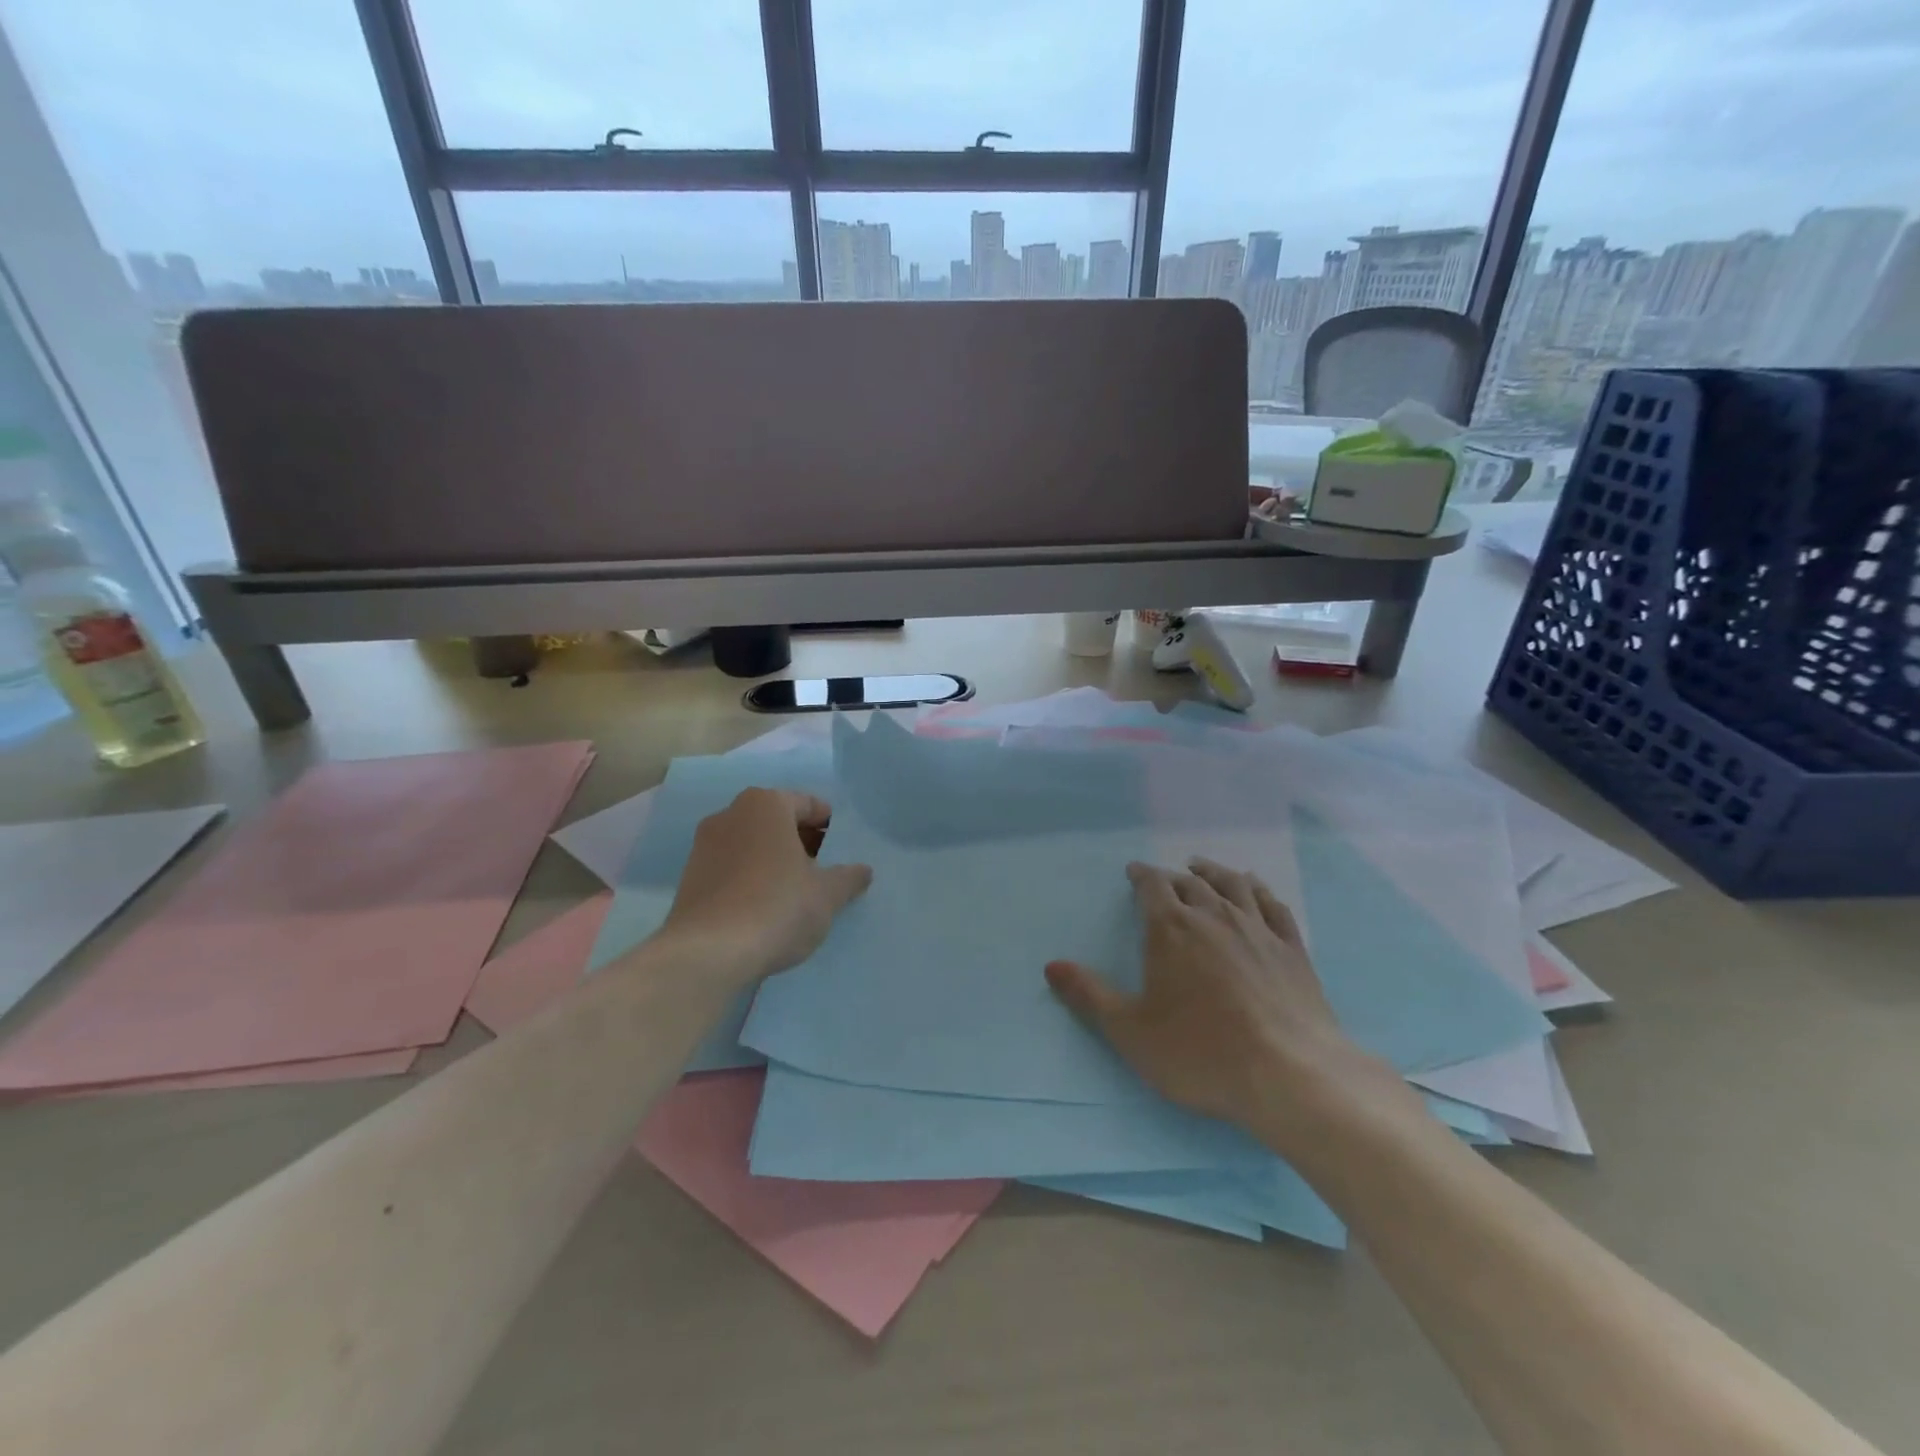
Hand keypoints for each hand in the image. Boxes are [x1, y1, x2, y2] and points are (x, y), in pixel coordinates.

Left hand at [663, 789, 872, 980]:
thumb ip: (848, 877)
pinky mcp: (690, 878)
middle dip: (803, 843)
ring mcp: (704, 846)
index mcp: (765, 804)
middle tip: (826, 872)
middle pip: (778, 822)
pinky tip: (766, 909)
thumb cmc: (777, 907)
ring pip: (753, 845)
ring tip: (797, 894)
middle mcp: (730, 814)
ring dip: (775, 862)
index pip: (808, 804)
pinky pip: (732, 869)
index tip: (843, 851)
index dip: (830, 827)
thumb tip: (863, 871)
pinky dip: (751, 880)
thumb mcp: (827, 894)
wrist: (708, 954)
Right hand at [1045, 858, 1392, 1146]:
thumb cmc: (1200, 1052)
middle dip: (1173, 877)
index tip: (1133, 871)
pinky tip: (1255, 890)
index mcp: (1172, 929)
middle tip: (1164, 879)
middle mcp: (1214, 916)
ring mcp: (1258, 929)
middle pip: (1191, 884)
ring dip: (1214, 873)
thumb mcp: (1130, 1031)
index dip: (1141, 876)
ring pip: (1233, 885)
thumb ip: (1089, 995)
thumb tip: (1051, 965)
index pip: (1153, 887)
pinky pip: (1273, 906)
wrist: (1290, 1074)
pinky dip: (1259, 891)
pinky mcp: (1292, 949)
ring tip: (1202, 868)